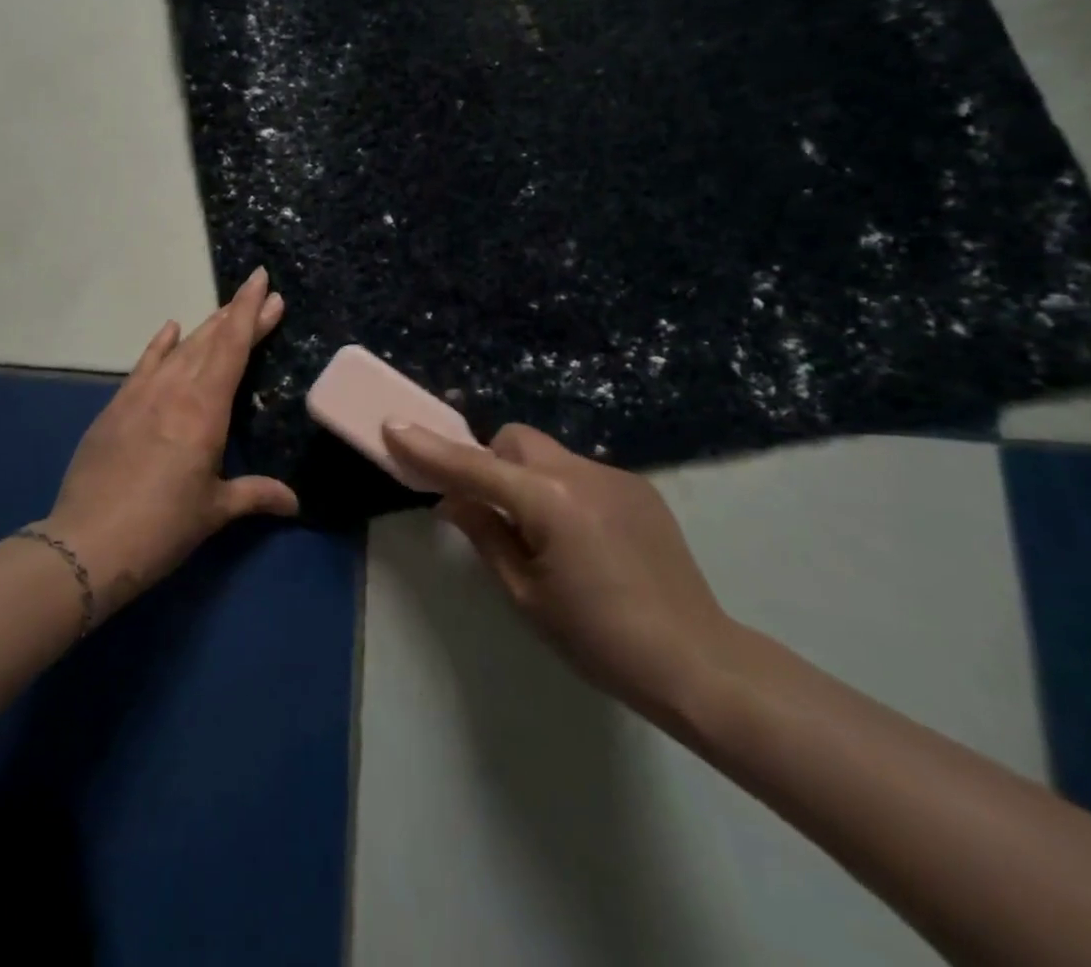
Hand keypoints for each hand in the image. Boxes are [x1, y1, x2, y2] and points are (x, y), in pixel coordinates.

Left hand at [41, 269, 298, 616]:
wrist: (88, 543)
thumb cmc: (162, 527)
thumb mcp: (214, 510)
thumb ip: (255, 495)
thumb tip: (294, 501)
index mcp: (205, 410)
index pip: (233, 348)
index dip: (251, 313)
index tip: (265, 285)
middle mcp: (174, 390)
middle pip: (211, 340)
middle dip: (237, 314)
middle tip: (260, 292)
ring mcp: (141, 394)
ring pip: (180, 348)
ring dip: (206, 327)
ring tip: (226, 310)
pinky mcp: (116, 406)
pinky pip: (144, 364)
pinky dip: (160, 344)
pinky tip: (170, 328)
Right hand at [383, 421, 738, 720]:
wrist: (698, 662)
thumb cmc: (599, 639)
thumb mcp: (525, 594)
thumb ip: (484, 534)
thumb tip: (450, 500)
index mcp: (547, 501)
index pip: (473, 467)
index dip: (429, 449)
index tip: (393, 428)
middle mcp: (580, 472)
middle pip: (514, 441)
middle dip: (489, 462)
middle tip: (490, 511)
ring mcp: (614, 476)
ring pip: (547, 455)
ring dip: (526, 478)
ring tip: (543, 535)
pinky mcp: (638, 488)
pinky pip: (579, 473)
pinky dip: (560, 491)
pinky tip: (583, 540)